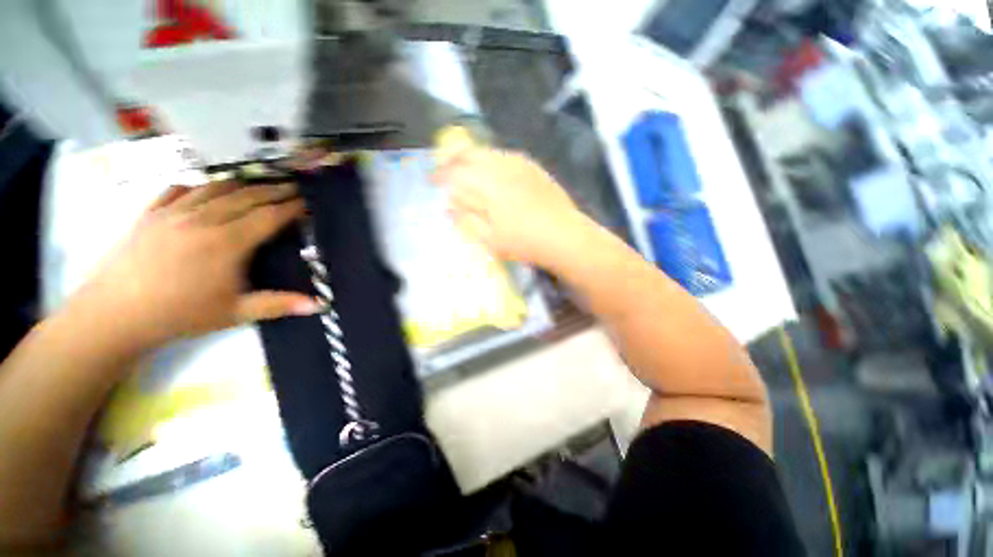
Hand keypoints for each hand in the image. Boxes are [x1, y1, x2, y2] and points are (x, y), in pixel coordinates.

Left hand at [72, 181, 319, 351]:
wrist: (116, 313)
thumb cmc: (180, 314)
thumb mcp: (235, 313)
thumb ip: (279, 304)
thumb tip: (320, 305)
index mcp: (228, 242)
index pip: (269, 216)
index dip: (291, 207)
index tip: (306, 202)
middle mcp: (204, 219)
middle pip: (246, 196)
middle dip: (273, 190)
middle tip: (292, 187)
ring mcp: (174, 212)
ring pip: (215, 187)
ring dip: (242, 184)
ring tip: (257, 184)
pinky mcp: (151, 213)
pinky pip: (179, 189)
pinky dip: (198, 185)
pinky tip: (206, 188)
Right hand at [432, 148, 587, 266]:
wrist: (564, 236)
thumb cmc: (524, 242)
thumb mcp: (490, 240)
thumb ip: (466, 220)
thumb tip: (449, 206)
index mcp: (487, 186)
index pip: (455, 173)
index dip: (440, 176)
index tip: (432, 182)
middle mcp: (501, 167)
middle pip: (469, 154)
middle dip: (452, 160)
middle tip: (444, 170)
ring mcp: (519, 164)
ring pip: (487, 152)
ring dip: (470, 158)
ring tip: (464, 169)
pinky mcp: (532, 167)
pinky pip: (504, 155)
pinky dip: (490, 159)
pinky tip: (491, 170)